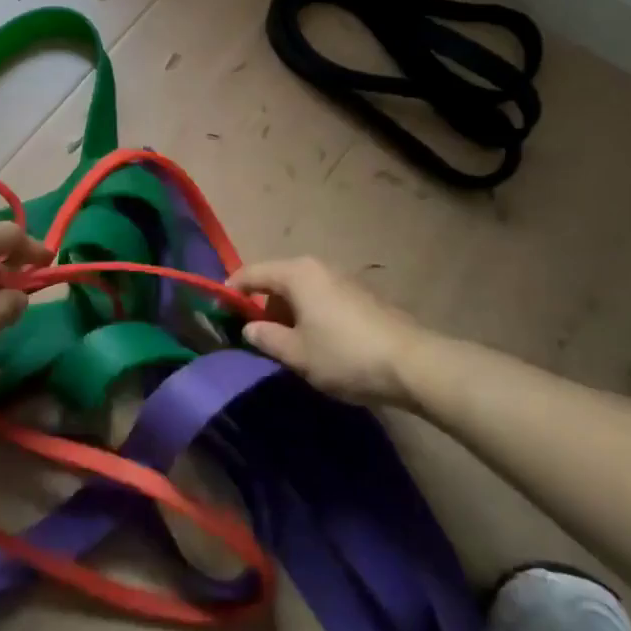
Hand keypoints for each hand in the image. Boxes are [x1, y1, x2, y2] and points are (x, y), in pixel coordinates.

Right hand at [229, 257, 426, 405]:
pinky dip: (311, 314)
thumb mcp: (297, 354)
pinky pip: (322, 298)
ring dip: (289, 312)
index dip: (232, 290)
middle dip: (263, 306)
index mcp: (297, 273)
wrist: (412, 363)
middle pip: (278, 279)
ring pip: (302, 290)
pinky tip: (319, 343)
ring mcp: (344, 278)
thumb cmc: (344, 355)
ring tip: (289, 346)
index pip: (252, 273)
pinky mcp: (362, 295)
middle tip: (257, 338)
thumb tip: (249, 329)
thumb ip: (266, 338)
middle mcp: (319, 267)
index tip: (218, 309)